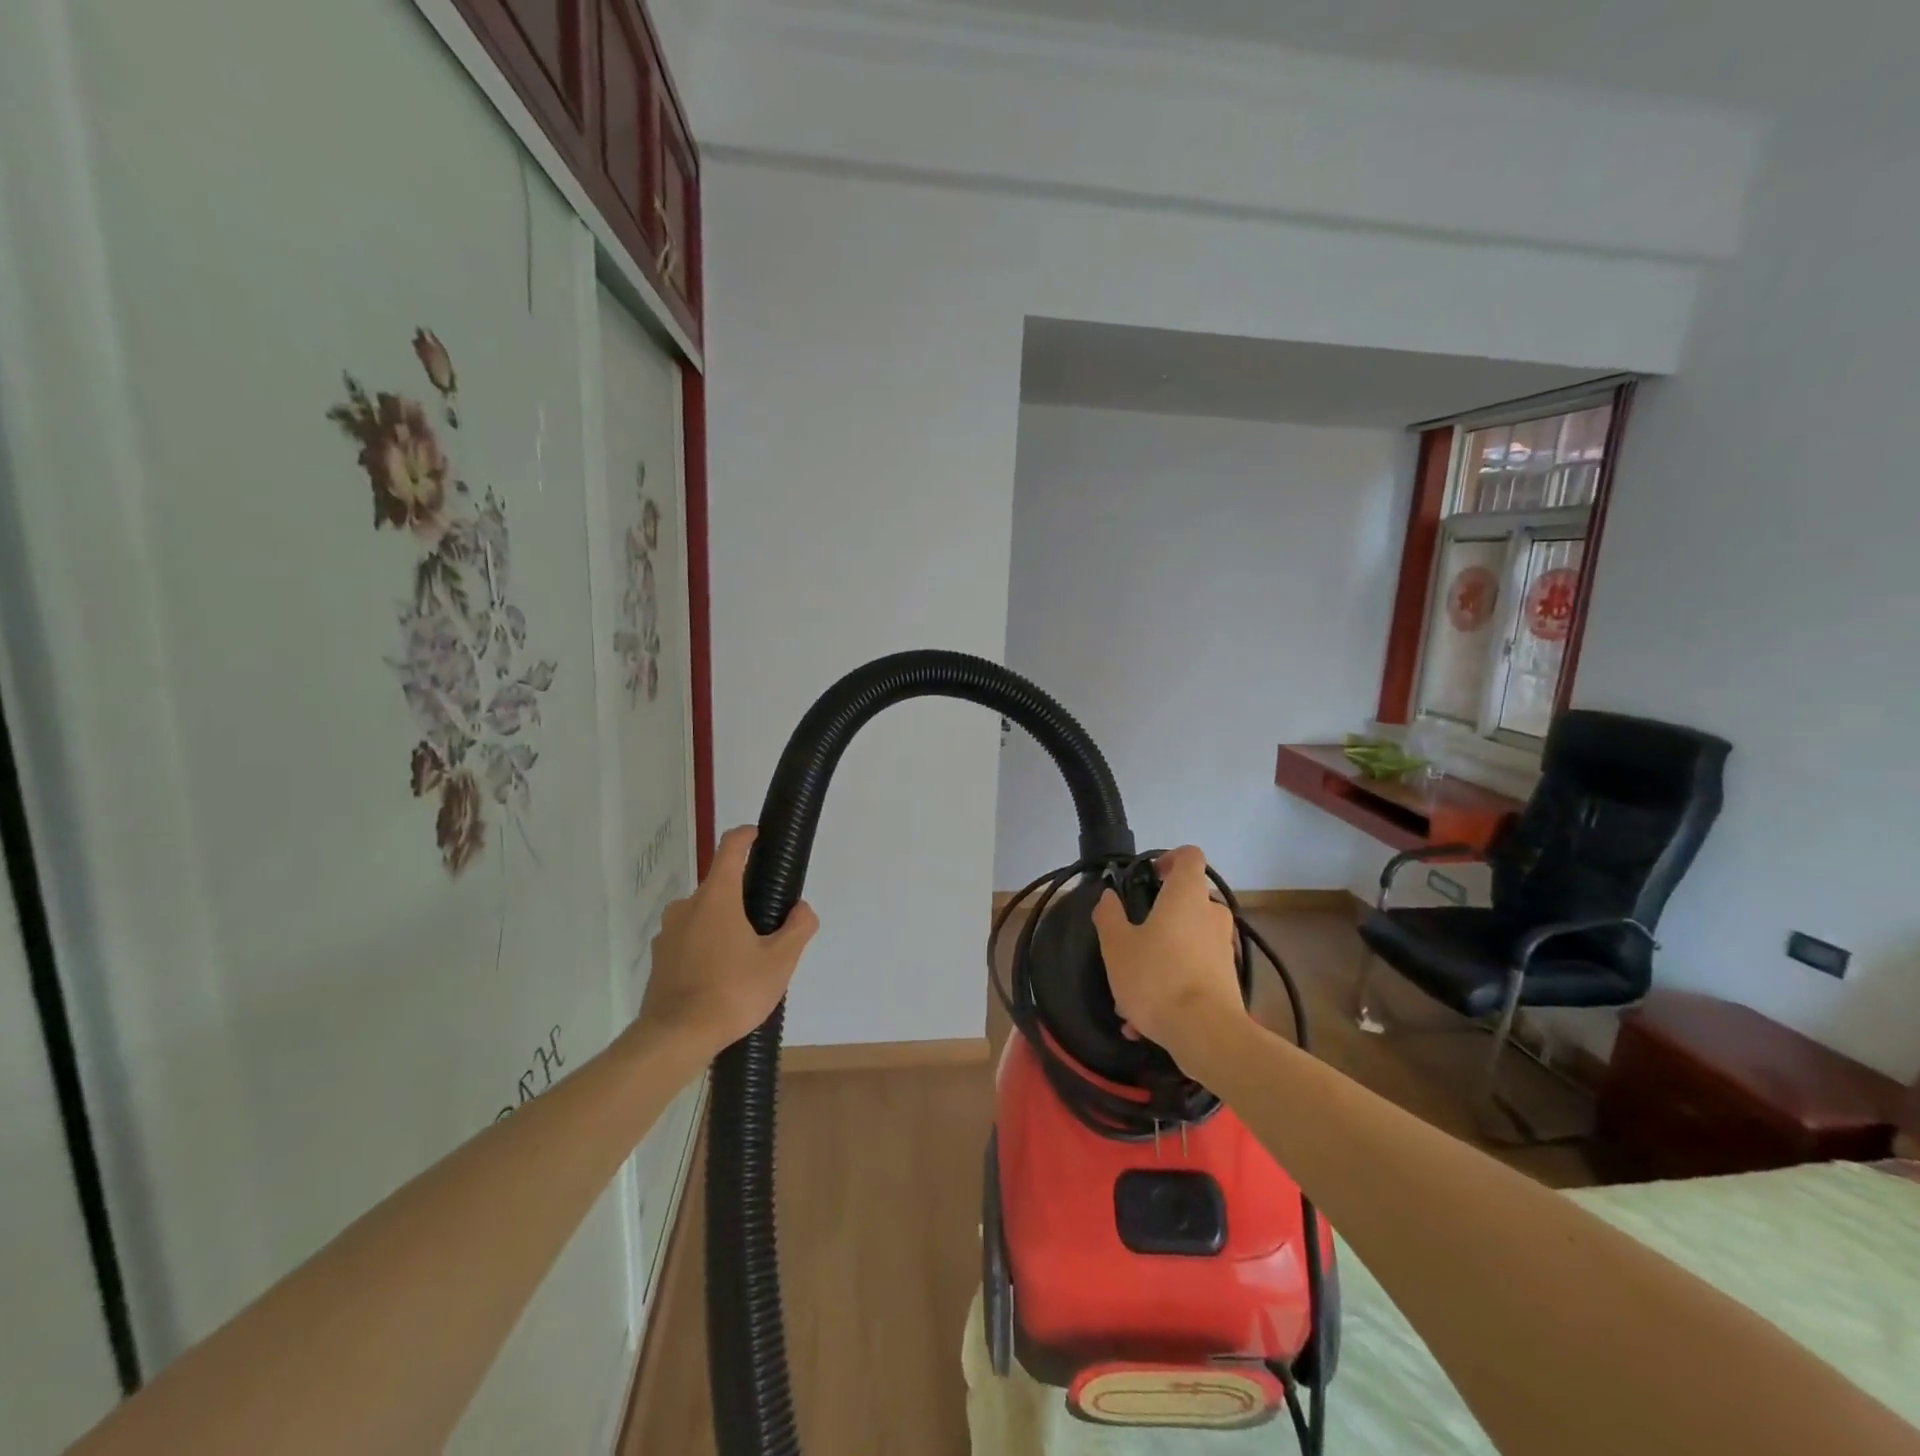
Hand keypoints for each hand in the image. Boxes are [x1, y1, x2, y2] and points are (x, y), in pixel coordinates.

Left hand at [633, 826, 818, 1062]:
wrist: (675, 1038)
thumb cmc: (732, 991)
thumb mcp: (779, 962)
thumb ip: (798, 929)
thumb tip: (802, 909)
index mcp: (717, 897)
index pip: (731, 848)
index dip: (746, 836)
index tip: (759, 835)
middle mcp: (687, 906)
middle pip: (719, 887)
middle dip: (743, 898)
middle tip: (767, 925)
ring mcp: (668, 933)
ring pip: (703, 915)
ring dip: (724, 924)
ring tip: (745, 957)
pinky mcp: (659, 959)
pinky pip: (689, 940)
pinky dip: (706, 946)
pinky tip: (720, 976)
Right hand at [1092, 846, 1243, 1069]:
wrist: (1207, 1034)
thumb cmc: (1157, 978)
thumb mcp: (1117, 946)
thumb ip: (1109, 915)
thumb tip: (1109, 896)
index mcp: (1186, 895)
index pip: (1189, 855)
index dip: (1168, 858)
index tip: (1148, 877)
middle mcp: (1211, 914)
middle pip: (1188, 900)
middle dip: (1159, 916)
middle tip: (1131, 939)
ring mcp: (1224, 948)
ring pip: (1187, 941)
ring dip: (1161, 957)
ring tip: (1130, 994)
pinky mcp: (1228, 979)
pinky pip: (1193, 972)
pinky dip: (1172, 984)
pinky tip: (1144, 1022)